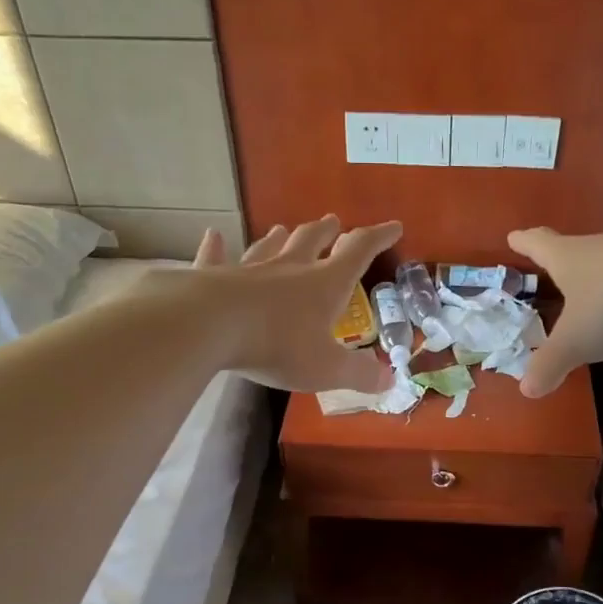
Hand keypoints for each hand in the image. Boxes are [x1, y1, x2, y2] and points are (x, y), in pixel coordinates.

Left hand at [193, 215, 400, 392]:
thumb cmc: (277, 345)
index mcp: (324, 285)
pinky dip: (215, 247)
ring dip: (279, 238)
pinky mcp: (211, 278)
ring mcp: (247, 270)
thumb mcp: (327, 368)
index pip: (358, 252)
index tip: (394, 226)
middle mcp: (288, 269)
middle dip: (326, 232)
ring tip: (282, 229)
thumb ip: (359, 374)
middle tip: (333, 222)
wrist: (209, 326)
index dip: (378, 238)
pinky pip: (215, 258)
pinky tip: (213, 235)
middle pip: (311, 241)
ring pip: (268, 247)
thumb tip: (389, 381)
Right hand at [508, 226, 602, 396]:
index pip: (539, 244)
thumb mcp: (577, 341)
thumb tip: (527, 389)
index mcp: (570, 258)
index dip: (525, 242)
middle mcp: (602, 246)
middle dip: (565, 257)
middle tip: (556, 266)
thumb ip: (550, 364)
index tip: (514, 237)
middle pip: (577, 247)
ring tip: (602, 284)